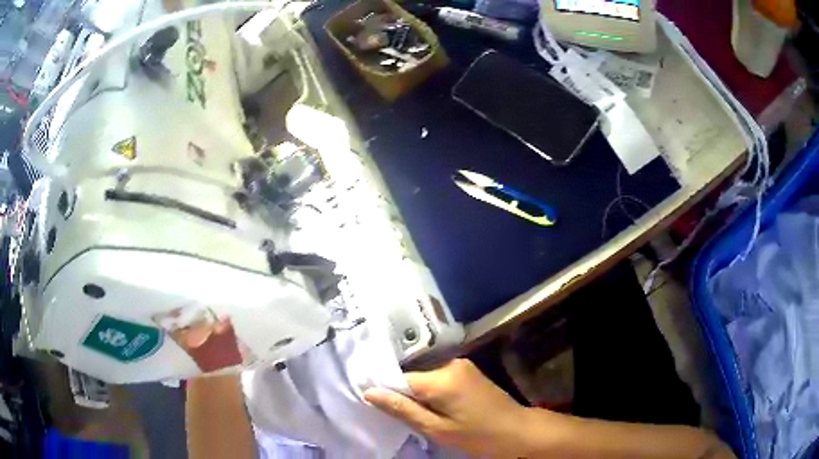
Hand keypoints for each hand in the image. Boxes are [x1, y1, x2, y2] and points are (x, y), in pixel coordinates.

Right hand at [364, 359, 531, 456]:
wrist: (518, 430)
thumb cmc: (477, 435)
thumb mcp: (437, 429)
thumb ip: (403, 410)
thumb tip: (369, 392)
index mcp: (441, 378)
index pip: (399, 378)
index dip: (387, 392)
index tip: (377, 406)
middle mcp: (450, 363)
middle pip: (413, 377)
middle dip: (405, 395)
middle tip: (401, 417)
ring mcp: (462, 365)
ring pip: (426, 378)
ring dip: (420, 395)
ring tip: (419, 414)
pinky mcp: (468, 370)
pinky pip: (439, 378)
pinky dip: (433, 392)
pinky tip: (436, 407)